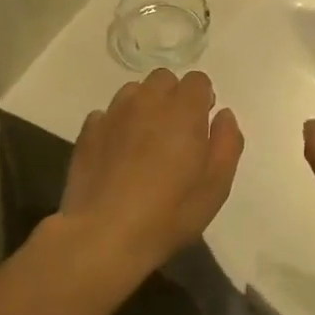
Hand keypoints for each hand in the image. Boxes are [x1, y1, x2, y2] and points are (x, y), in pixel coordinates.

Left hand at [58, 69, 243, 281]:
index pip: (198, 80)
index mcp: (183, 111)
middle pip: (164, 79)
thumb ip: (227, 143)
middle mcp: (147, 102)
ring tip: (145, 140)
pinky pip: (107, 114)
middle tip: (175, 132)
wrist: (104, 235)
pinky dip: (116, 125)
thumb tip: (223, 115)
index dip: (202, 99)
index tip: (202, 125)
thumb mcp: (216, 186)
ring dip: (144, 106)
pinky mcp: (88, 132)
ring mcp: (113, 114)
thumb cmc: (169, 213)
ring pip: (133, 92)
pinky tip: (118, 153)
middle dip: (173, 96)